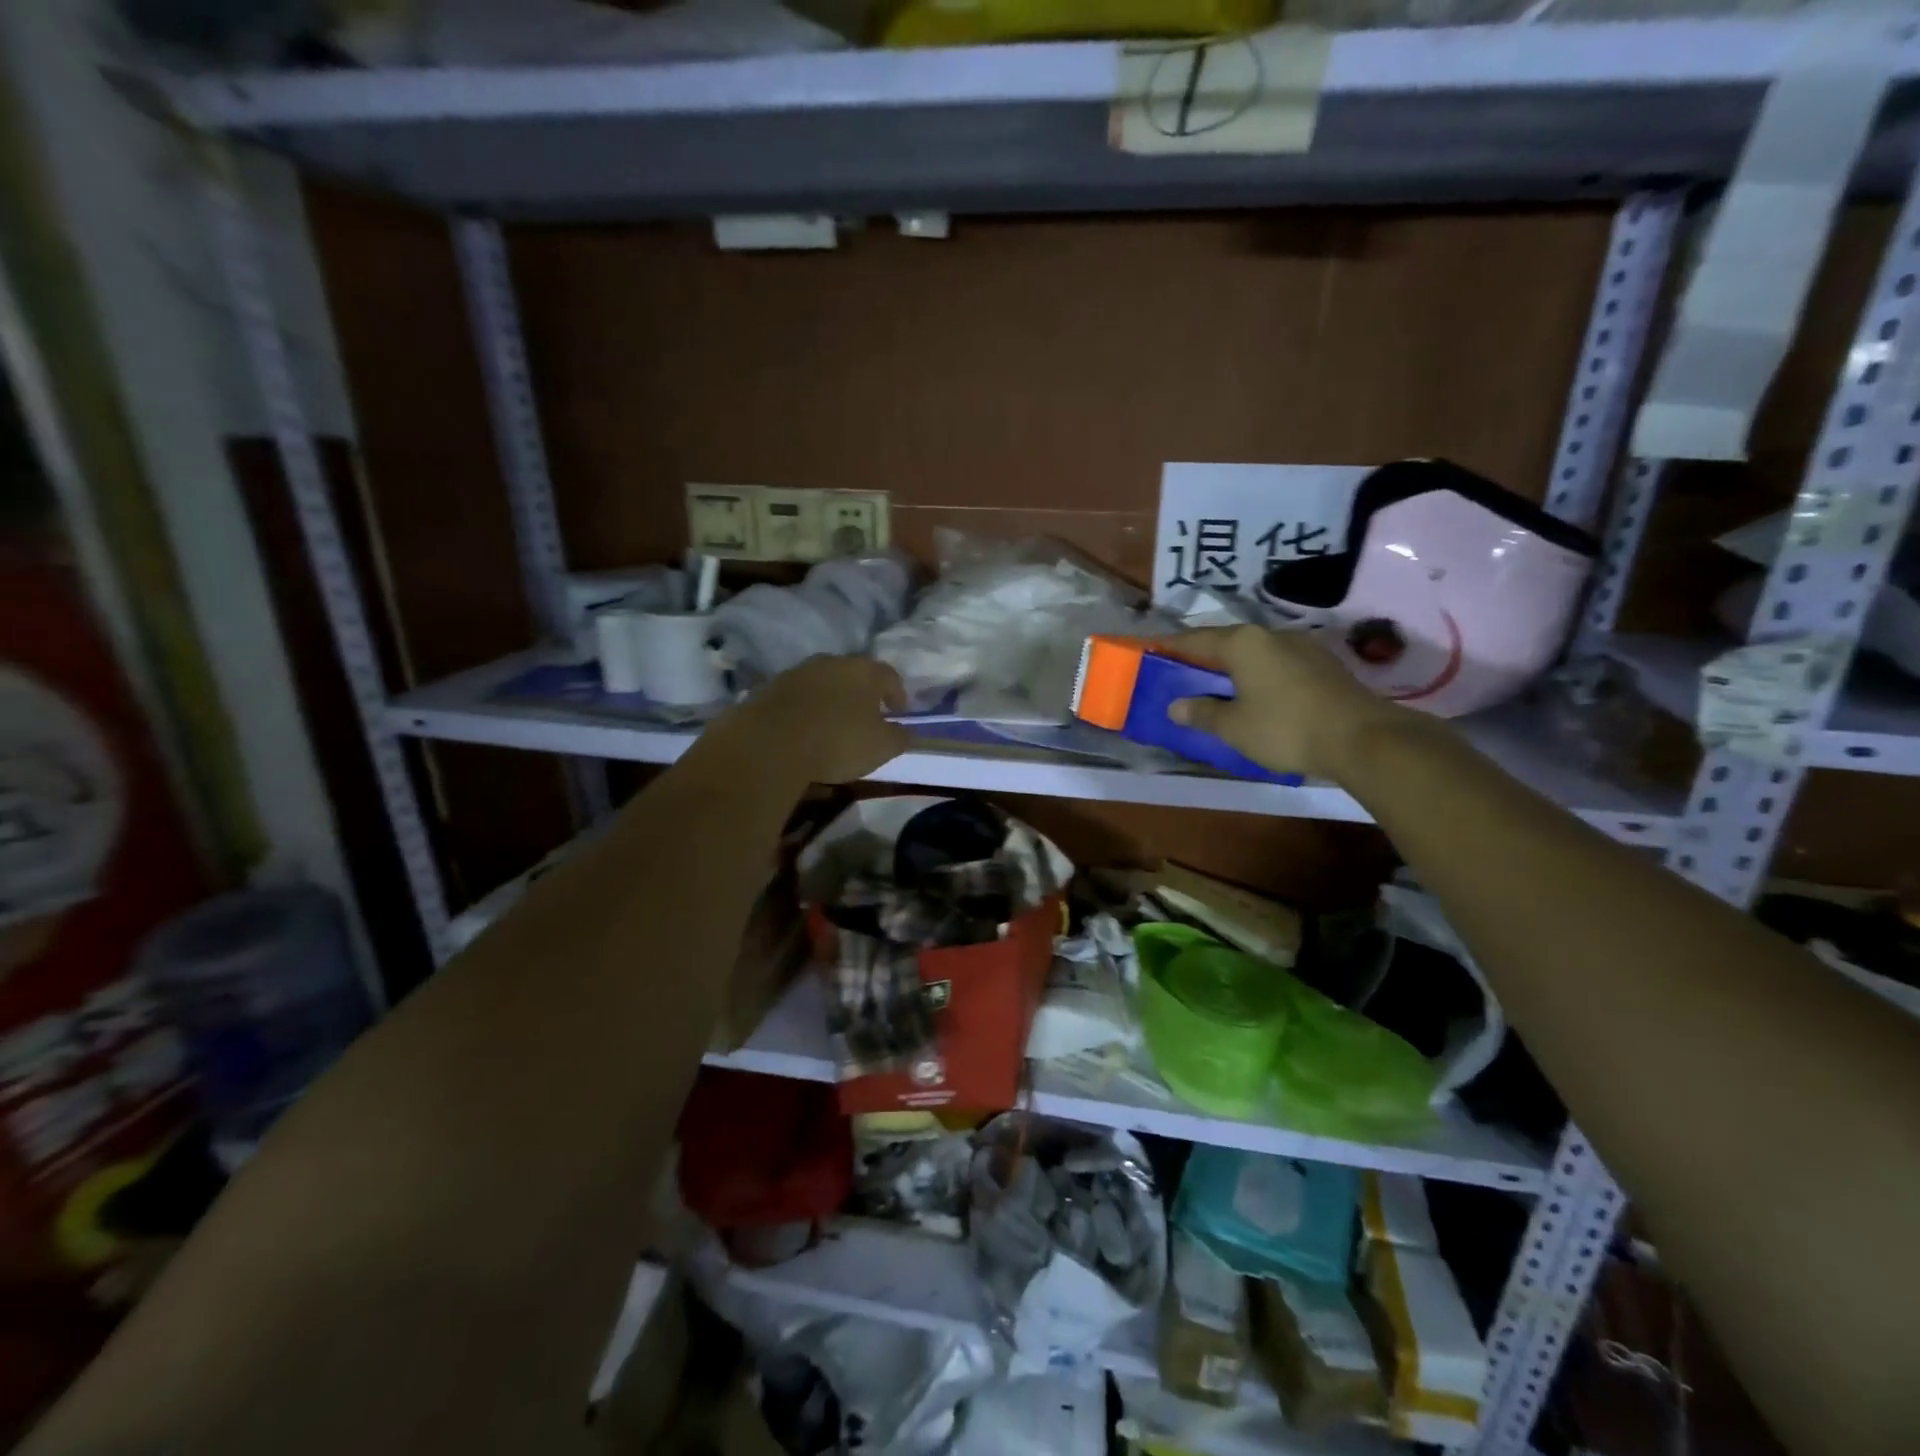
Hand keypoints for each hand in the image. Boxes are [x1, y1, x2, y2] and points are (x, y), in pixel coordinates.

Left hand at [713, 655, 910, 784]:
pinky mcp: (770, 688)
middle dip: (863, 693)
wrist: (770, 743)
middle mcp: (832, 662)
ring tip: (834, 723)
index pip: (889, 676)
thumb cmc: (838, 742)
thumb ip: (899, 737)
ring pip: (824, 683)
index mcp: (864, 671)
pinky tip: (806, 729)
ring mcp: (798, 672)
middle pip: (854, 674)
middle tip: (868, 715)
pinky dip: (806, 709)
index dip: (898, 694)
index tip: (900, 712)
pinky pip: (798, 697)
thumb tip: (906, 731)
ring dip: (832, 699)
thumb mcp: (882, 747)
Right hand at [1167, 626, 1408, 780]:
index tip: (1150, 649)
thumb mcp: (1234, 727)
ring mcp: (1302, 647)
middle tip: (1180, 671)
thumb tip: (1176, 707)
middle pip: (1226, 642)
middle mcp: (1271, 635)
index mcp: (1243, 643)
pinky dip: (1257, 675)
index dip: (1170, 646)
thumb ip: (1202, 713)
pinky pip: (1276, 664)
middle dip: (1201, 656)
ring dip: (1232, 667)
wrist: (1362, 738)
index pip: (1195, 639)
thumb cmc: (1285, 728)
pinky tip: (1255, 694)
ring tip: (1215, 685)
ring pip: (1254, 653)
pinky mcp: (1323, 665)